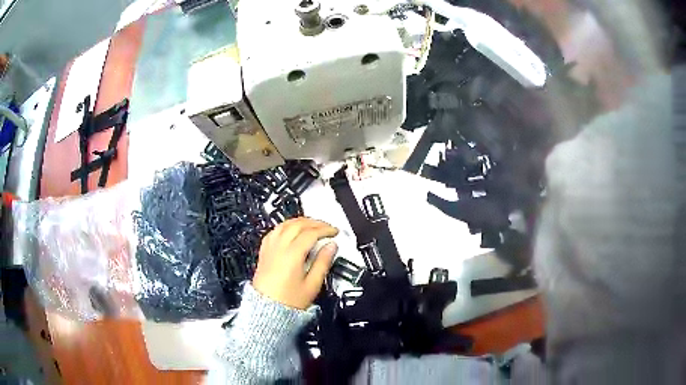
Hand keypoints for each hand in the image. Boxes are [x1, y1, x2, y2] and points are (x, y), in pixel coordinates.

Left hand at [253, 218, 338, 308]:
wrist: (267, 310)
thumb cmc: (289, 301)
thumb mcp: (312, 285)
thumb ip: (323, 263)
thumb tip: (331, 247)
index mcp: (292, 255)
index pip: (311, 233)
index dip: (325, 229)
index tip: (334, 232)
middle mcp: (279, 248)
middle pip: (297, 224)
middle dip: (314, 222)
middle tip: (326, 227)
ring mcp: (270, 248)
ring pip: (284, 224)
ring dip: (300, 221)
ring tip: (311, 225)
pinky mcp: (264, 252)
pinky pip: (274, 231)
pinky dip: (285, 226)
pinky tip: (291, 230)